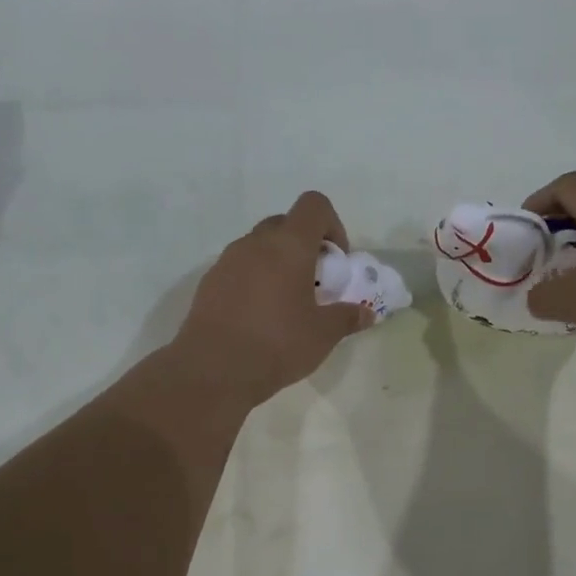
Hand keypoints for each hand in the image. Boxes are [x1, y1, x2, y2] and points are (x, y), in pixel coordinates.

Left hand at [174, 191, 370, 403]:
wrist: (213, 369)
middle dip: (304, 245)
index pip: (314, 205)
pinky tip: (258, 317)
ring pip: (259, 246)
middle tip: (314, 282)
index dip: (332, 225)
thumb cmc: (277, 344)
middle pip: (285, 224)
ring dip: (277, 263)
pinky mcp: (209, 282)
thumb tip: (366, 313)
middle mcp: (256, 243)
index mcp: (289, 246)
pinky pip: (239, 268)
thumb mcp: (323, 335)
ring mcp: (227, 260)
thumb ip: (347, 318)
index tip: (336, 261)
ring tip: (285, 303)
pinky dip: (254, 280)